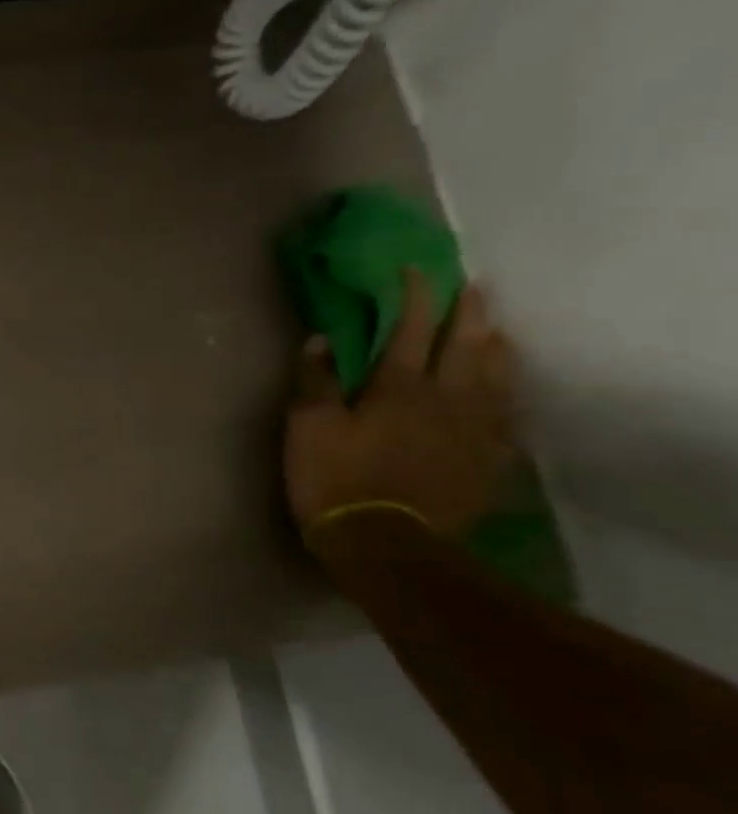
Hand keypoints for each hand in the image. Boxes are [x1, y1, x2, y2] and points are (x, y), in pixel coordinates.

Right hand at [287, 270, 518, 540]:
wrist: (385, 543)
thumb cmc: (335, 479)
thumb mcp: (308, 427)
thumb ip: (315, 381)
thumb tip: (320, 339)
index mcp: (398, 388)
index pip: (410, 330)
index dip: (415, 297)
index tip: (416, 270)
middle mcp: (447, 400)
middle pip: (467, 346)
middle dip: (470, 313)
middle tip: (475, 287)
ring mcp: (474, 432)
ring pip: (497, 378)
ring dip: (497, 349)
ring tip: (497, 332)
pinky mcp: (487, 462)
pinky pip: (506, 420)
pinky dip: (506, 398)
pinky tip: (506, 395)